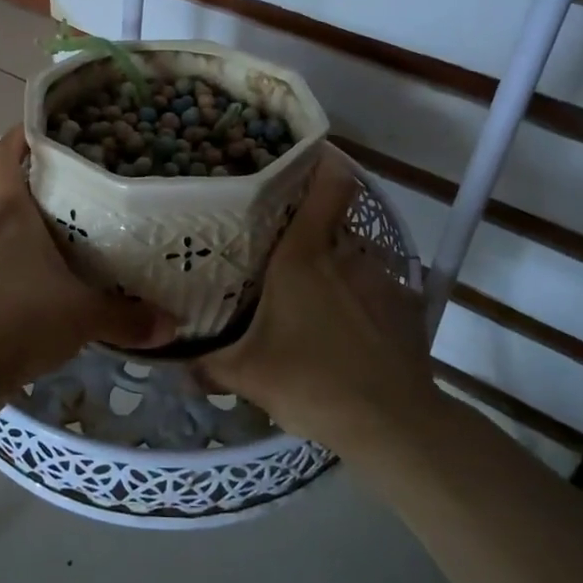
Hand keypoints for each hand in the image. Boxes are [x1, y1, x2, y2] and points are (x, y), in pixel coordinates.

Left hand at [0, 127, 173, 404]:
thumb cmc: (19, 316)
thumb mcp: (83, 315)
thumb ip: (127, 317)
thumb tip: (172, 324)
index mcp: (11, 216)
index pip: (3, 157)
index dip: (18, 137)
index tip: (44, 129)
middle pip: (13, 200)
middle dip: (45, 197)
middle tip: (89, 198)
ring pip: (10, 244)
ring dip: (37, 245)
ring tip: (80, 251)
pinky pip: (4, 281)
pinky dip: (27, 283)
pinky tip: (56, 300)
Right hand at [197, 145, 435, 449]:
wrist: (392, 425)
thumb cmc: (311, 383)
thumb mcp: (247, 375)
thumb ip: (207, 365)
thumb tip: (175, 366)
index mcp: (305, 255)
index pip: (328, 184)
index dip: (321, 162)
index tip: (301, 157)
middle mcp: (347, 255)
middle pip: (330, 223)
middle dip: (308, 233)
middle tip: (282, 252)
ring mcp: (383, 279)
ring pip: (352, 260)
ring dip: (335, 273)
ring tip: (315, 303)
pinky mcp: (407, 307)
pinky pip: (376, 290)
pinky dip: (361, 302)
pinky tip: (349, 334)